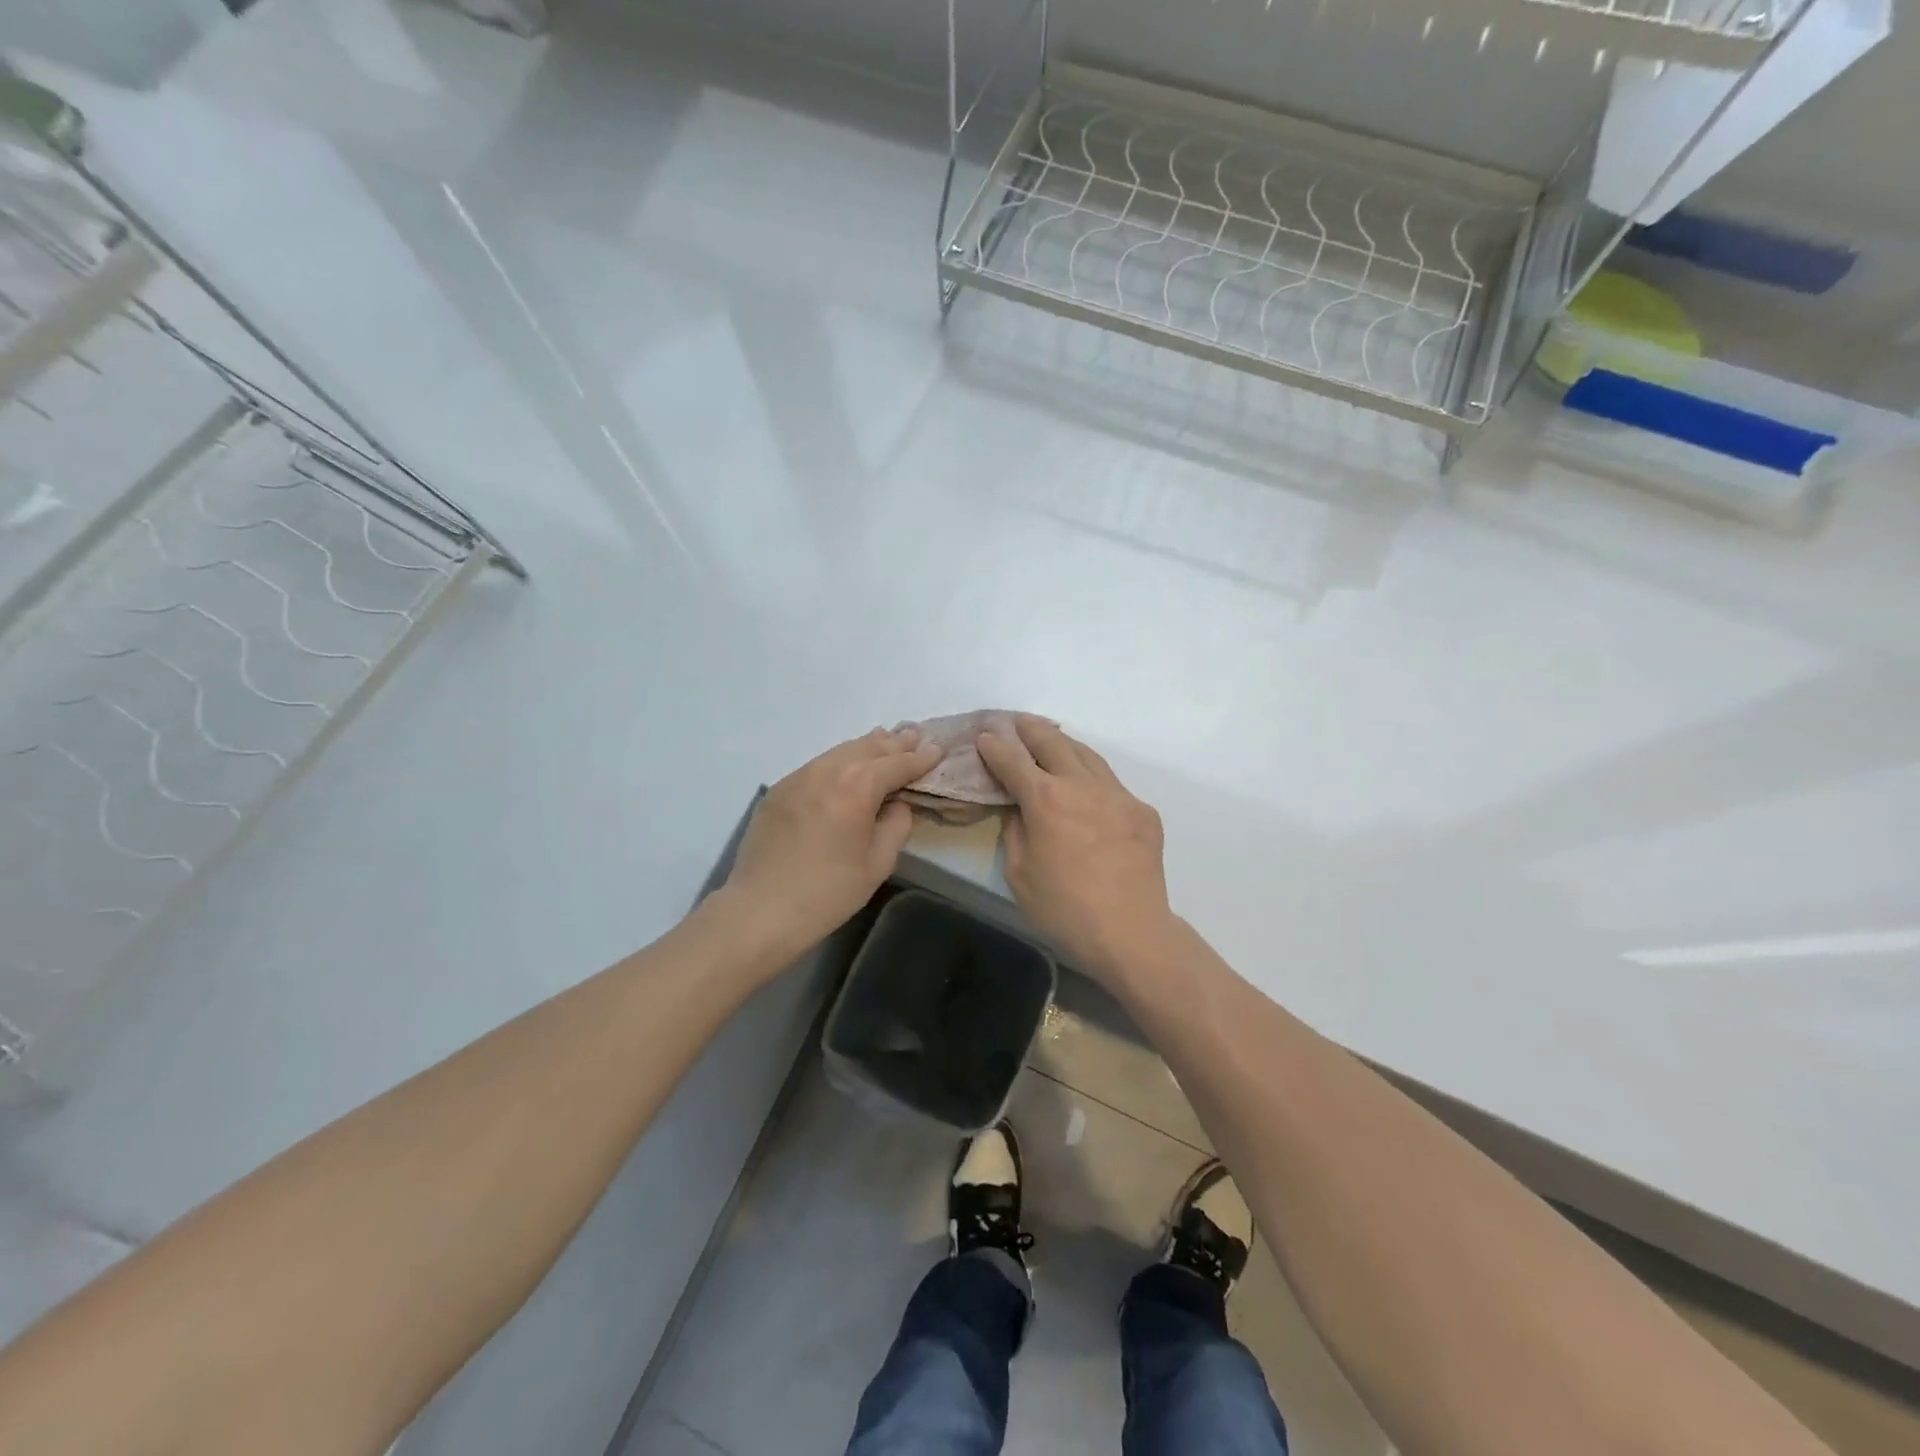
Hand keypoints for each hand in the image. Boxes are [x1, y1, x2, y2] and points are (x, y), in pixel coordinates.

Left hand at [723, 727, 943, 955]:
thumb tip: (897, 804)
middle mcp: (828, 770)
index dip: (920, 758)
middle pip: (868, 747)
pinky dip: (839, 760)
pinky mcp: (778, 789)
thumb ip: (896, 824)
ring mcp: (798, 776)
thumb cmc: (828, 892)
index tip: (938, 750)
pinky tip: (846, 765)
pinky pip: (817, 765)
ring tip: (885, 738)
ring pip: (840, 751)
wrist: (761, 910)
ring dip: (866, 745)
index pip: (897, 763)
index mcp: (858, 786)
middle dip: (895, 742)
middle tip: (915, 734)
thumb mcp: (878, 863)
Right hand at [975, 716, 1175, 982]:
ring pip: (1087, 755)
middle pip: (1053, 743)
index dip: (995, 746)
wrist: (1130, 932)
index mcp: (1045, 800)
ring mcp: (1117, 795)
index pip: (1013, 761)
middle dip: (1031, 729)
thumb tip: (1019, 809)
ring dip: (1064, 744)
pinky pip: (1112, 783)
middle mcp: (1081, 785)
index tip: (985, 736)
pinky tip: (1087, 787)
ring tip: (1052, 739)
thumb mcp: (1018, 873)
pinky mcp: (1142, 811)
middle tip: (1018, 722)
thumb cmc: (1063, 909)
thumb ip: (1015, 830)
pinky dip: (1092, 776)